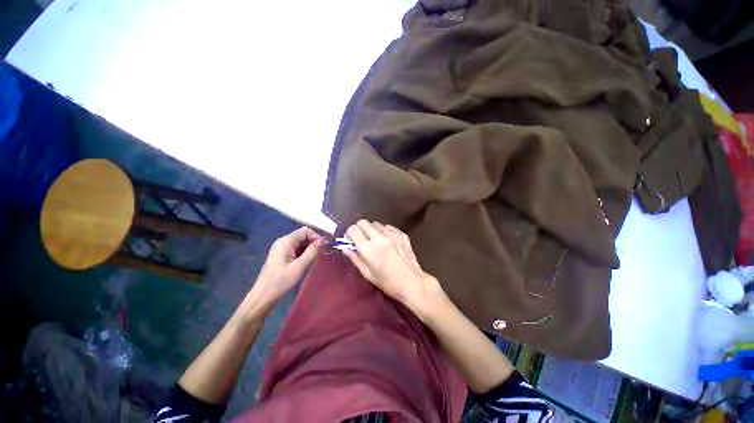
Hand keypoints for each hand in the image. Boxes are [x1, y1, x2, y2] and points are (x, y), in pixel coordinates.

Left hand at [251, 227, 322, 307]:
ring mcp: (281, 248)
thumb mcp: (300, 266)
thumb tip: (323, 241)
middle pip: (303, 236)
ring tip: (315, 259)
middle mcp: (283, 241)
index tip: (324, 247)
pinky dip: (303, 253)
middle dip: (313, 243)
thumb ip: (312, 251)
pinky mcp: (281, 255)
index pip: (305, 231)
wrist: (263, 296)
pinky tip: (307, 262)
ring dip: (309, 249)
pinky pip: (296, 249)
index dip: (316, 237)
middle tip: (321, 254)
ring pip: (300, 243)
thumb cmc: (281, 281)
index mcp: (286, 241)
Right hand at [344, 220, 444, 314]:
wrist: (413, 283)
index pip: (353, 229)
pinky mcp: (402, 234)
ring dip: (372, 230)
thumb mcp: (368, 274)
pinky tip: (387, 241)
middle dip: (359, 229)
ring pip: (376, 223)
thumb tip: (345, 248)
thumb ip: (355, 259)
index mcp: (369, 249)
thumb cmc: (388, 283)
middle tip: (361, 239)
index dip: (349, 234)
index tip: (351, 241)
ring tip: (375, 241)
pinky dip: (384, 231)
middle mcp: (380, 238)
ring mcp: (393, 234)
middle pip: (363, 222)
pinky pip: (388, 227)